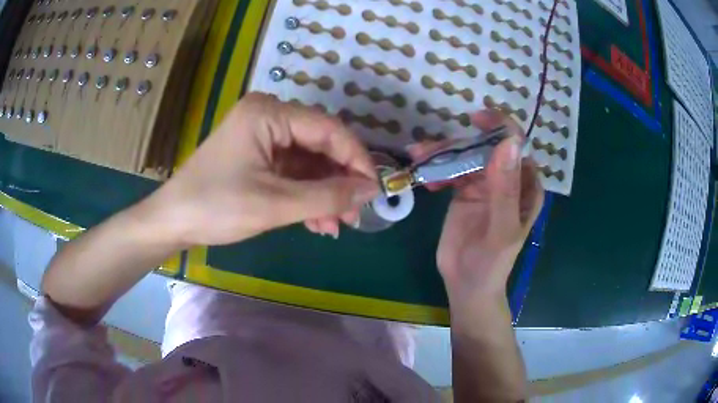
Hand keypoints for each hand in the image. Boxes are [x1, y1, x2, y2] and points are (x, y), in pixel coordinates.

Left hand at [153, 92, 379, 245]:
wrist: (172, 222)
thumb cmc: (215, 207)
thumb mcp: (274, 204)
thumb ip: (327, 196)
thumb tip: (371, 190)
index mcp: (269, 114)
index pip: (329, 129)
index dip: (357, 159)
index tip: (374, 190)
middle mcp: (269, 116)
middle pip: (320, 144)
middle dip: (340, 181)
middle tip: (355, 213)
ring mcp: (263, 136)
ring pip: (309, 162)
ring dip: (325, 193)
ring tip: (336, 224)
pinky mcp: (258, 156)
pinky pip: (293, 172)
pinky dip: (307, 195)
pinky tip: (317, 220)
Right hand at [408, 109, 543, 307]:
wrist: (466, 285)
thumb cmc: (492, 263)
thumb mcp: (502, 229)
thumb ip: (505, 189)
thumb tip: (507, 143)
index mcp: (526, 186)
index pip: (516, 146)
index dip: (500, 127)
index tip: (475, 119)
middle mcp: (508, 179)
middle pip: (486, 147)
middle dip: (459, 142)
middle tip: (429, 147)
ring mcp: (485, 184)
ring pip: (465, 156)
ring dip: (442, 154)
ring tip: (417, 156)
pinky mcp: (464, 192)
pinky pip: (451, 171)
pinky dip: (437, 169)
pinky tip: (426, 180)